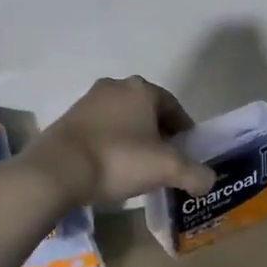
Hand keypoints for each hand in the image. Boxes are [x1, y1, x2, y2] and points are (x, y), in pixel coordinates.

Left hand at [22, 76, 216, 208]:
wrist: (57, 170)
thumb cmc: (118, 160)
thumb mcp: (167, 169)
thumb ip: (195, 174)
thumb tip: (209, 180)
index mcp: (142, 89)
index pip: (175, 108)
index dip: (185, 133)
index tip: (188, 156)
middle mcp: (115, 86)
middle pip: (149, 113)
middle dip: (160, 137)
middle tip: (166, 164)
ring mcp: (88, 101)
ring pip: (124, 121)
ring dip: (135, 141)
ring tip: (139, 169)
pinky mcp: (69, 120)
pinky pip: (102, 131)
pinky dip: (113, 146)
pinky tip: (112, 169)